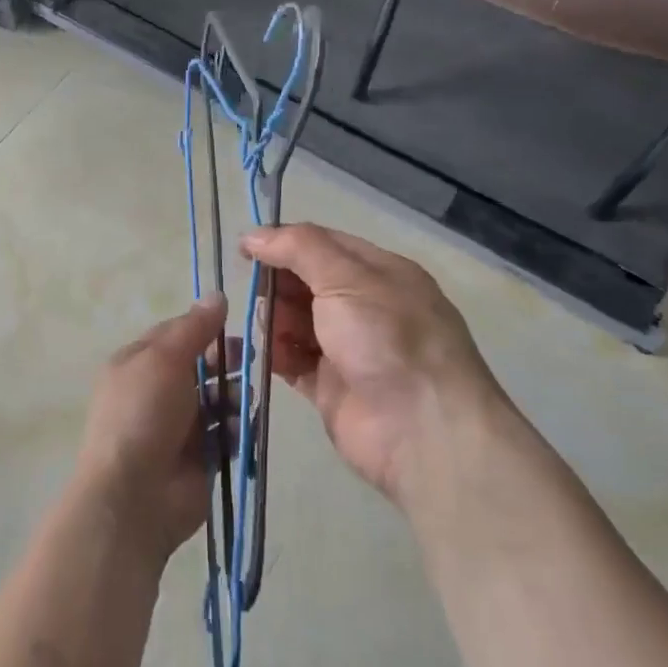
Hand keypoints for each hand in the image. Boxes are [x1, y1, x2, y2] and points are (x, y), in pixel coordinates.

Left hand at [73, 295, 226, 563]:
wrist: (134, 496)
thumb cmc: (143, 415)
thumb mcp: (164, 359)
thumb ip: (193, 328)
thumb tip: (217, 295)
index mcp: (138, 363)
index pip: (176, 335)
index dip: (205, 327)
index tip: (236, 323)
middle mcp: (156, 391)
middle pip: (201, 366)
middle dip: (226, 362)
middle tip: (251, 360)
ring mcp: (178, 427)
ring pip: (218, 400)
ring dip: (233, 397)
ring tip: (239, 404)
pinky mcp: (200, 458)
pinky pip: (226, 435)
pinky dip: (236, 431)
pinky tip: (240, 431)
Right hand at [243, 224, 503, 511]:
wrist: (422, 430)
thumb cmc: (387, 338)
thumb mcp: (346, 278)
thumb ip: (298, 249)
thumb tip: (252, 235)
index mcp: (379, 274)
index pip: (323, 245)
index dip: (283, 243)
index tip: (245, 250)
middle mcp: (365, 307)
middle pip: (307, 284)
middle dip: (278, 285)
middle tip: (255, 295)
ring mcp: (348, 349)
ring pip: (297, 322)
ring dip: (274, 320)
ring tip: (265, 329)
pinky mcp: (332, 388)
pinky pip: (294, 362)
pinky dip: (276, 356)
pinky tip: (263, 354)